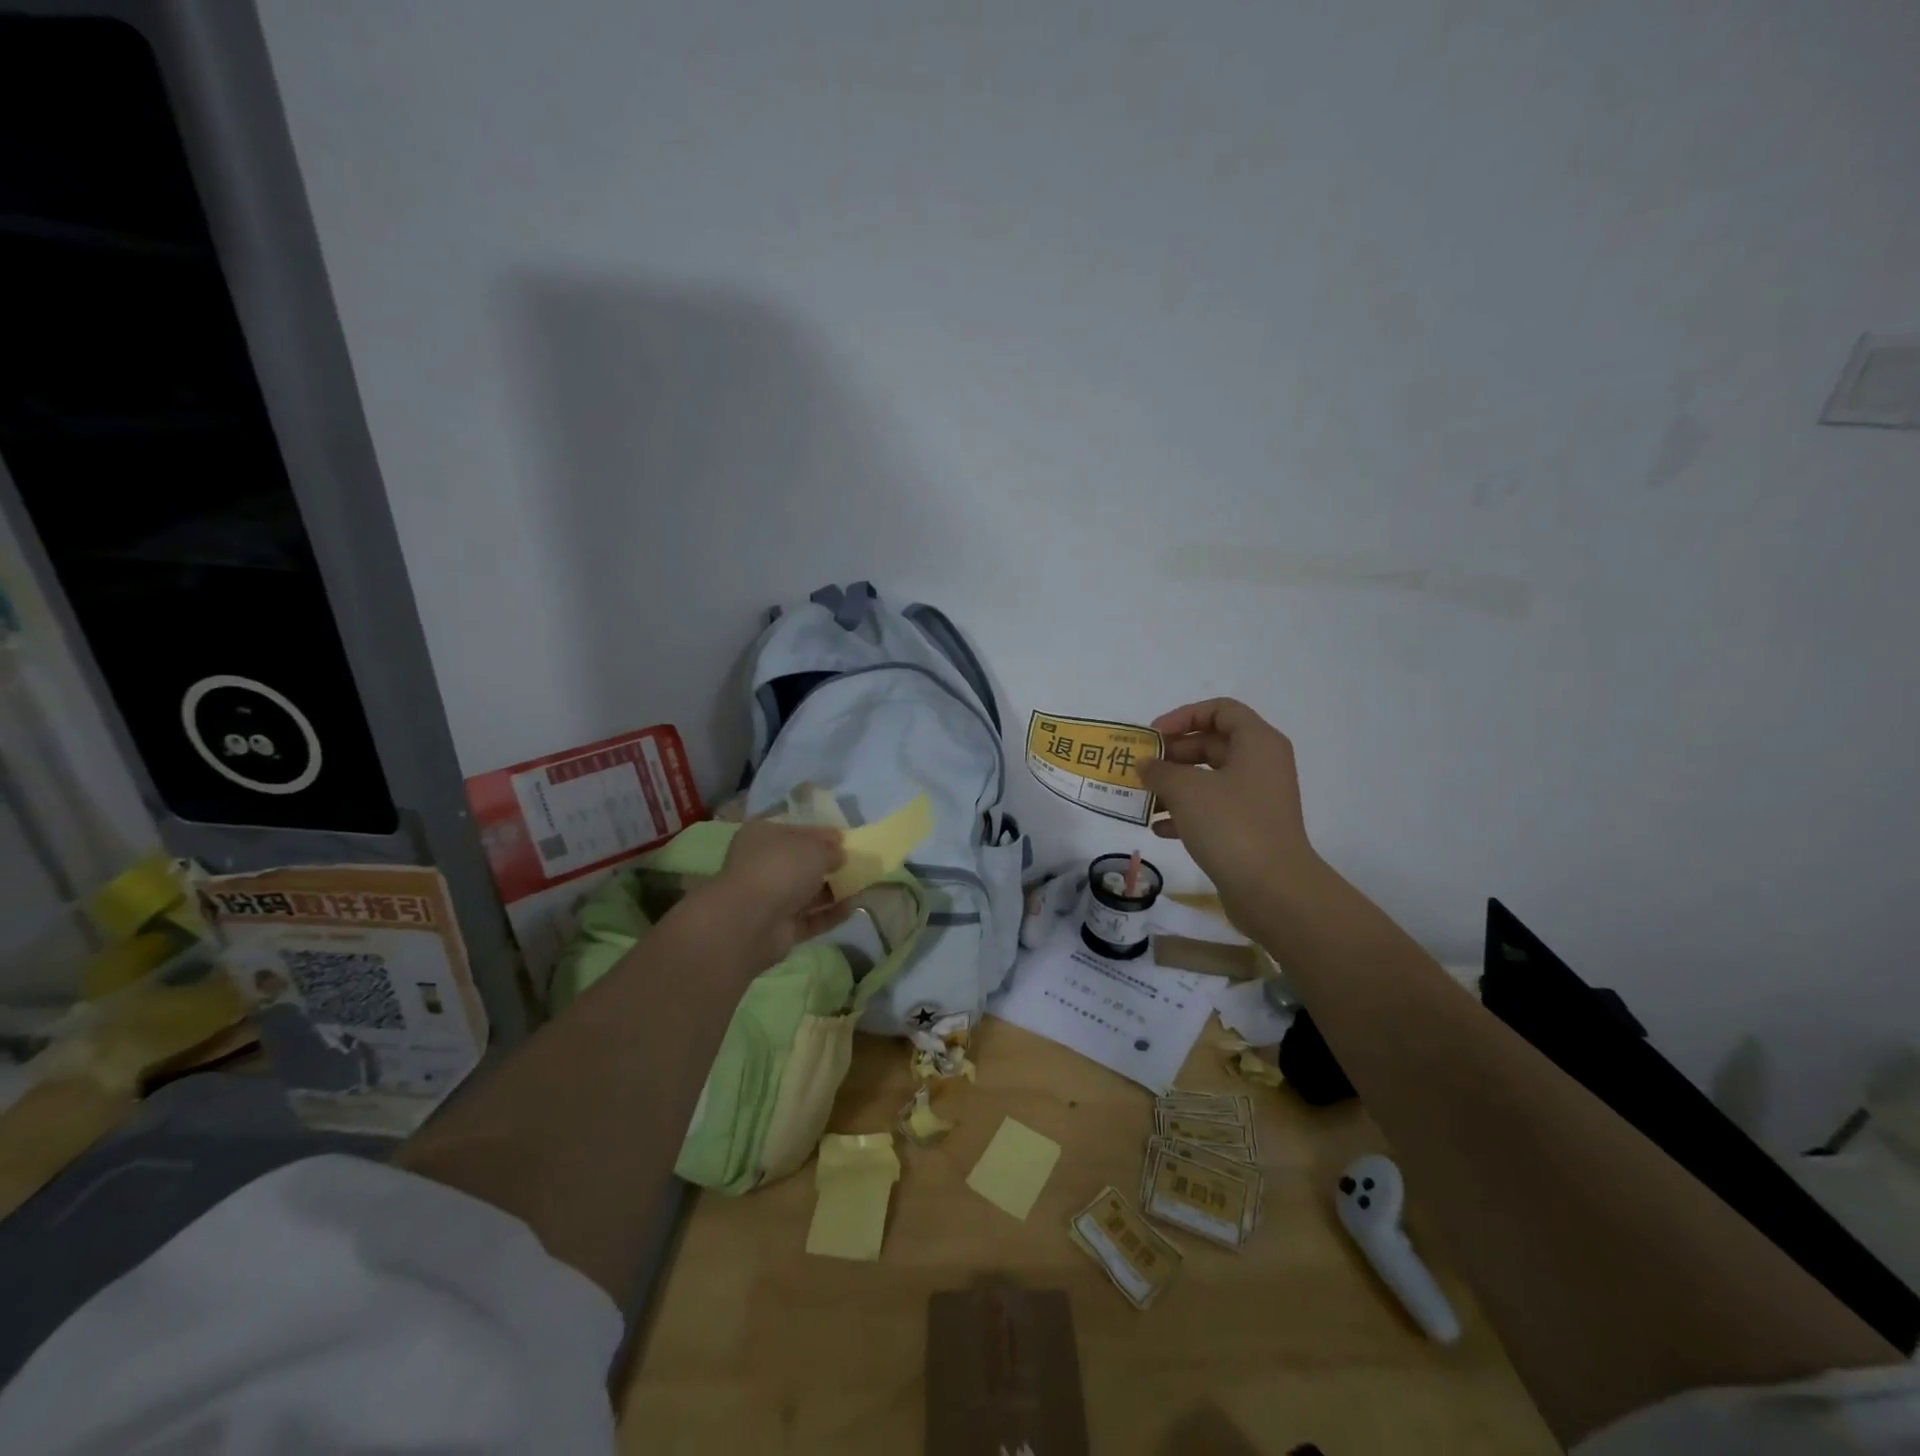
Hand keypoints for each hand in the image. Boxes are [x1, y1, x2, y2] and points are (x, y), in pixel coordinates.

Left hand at [695, 818, 849, 971]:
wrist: (750, 921)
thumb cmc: (781, 868)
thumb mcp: (814, 848)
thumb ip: (831, 849)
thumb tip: (839, 855)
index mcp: (763, 836)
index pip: (797, 831)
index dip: (822, 835)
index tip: (847, 840)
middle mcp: (763, 865)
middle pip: (802, 863)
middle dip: (829, 865)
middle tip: (858, 864)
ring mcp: (769, 899)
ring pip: (807, 892)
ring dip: (833, 890)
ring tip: (863, 886)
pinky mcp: (779, 928)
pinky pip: (810, 918)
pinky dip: (830, 914)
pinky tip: (853, 908)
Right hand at [1140, 698, 1316, 923]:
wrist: (1273, 890)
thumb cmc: (1231, 825)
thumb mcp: (1186, 789)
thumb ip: (1159, 770)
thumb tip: (1145, 764)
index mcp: (1257, 743)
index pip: (1220, 710)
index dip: (1183, 716)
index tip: (1153, 736)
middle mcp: (1262, 765)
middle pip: (1213, 743)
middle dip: (1174, 754)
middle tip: (1142, 767)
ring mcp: (1258, 799)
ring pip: (1210, 779)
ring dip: (1175, 785)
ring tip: (1144, 799)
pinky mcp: (1250, 829)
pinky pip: (1214, 809)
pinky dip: (1186, 813)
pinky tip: (1160, 828)